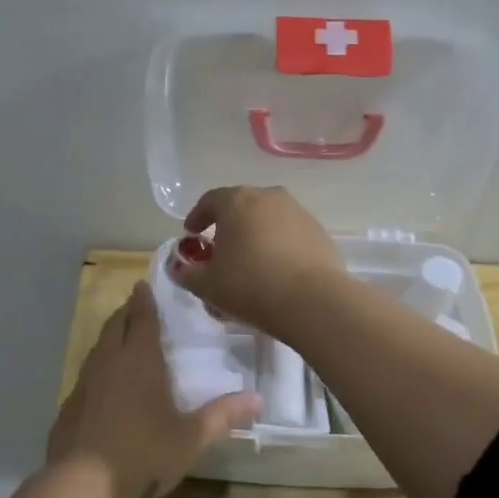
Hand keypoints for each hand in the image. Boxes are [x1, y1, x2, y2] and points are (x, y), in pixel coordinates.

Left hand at [0, 281, 259, 497]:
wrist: (81, 488)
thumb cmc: (142, 455)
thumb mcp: (190, 439)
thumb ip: (223, 416)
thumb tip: (259, 399)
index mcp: (139, 361)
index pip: (142, 319)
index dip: (145, 301)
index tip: (143, 285)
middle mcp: (108, 363)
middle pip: (115, 326)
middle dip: (126, 313)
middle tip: (136, 305)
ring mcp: (83, 385)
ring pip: (97, 349)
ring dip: (110, 338)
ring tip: (121, 338)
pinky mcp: (68, 408)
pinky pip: (86, 377)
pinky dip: (97, 370)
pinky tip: (103, 386)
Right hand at [171, 185, 346, 340]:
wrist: (312, 300)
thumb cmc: (250, 285)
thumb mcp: (207, 285)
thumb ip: (187, 274)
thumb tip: (179, 269)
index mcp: (237, 201)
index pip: (210, 201)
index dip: (197, 217)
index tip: (191, 235)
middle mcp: (268, 197)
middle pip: (241, 206)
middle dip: (228, 226)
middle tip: (220, 251)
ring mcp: (298, 212)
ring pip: (268, 219)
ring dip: (256, 235)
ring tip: (250, 263)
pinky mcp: (319, 231)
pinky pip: (290, 234)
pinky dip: (279, 246)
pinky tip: (276, 271)